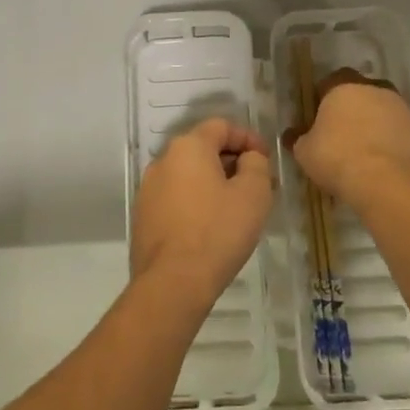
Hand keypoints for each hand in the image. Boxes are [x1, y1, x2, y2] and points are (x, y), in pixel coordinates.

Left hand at [131, 119, 273, 308]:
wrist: (172, 283)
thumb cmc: (218, 231)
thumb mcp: (253, 194)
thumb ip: (256, 164)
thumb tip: (248, 158)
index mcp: (188, 147)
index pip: (221, 126)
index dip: (248, 138)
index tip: (266, 159)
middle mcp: (163, 160)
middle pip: (203, 149)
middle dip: (232, 161)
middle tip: (256, 185)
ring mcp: (149, 189)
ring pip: (188, 175)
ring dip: (213, 183)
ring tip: (236, 208)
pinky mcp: (144, 216)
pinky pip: (176, 197)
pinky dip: (196, 202)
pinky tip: (211, 227)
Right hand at [289, 70, 409, 213]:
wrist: (388, 185)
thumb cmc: (338, 159)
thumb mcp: (305, 152)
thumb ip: (298, 138)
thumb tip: (292, 134)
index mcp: (343, 86)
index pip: (328, 82)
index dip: (320, 99)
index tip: (315, 119)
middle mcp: (373, 89)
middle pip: (357, 92)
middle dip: (349, 108)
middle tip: (338, 133)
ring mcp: (399, 108)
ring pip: (379, 109)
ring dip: (370, 123)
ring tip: (360, 149)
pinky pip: (394, 129)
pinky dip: (386, 140)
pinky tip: (377, 160)